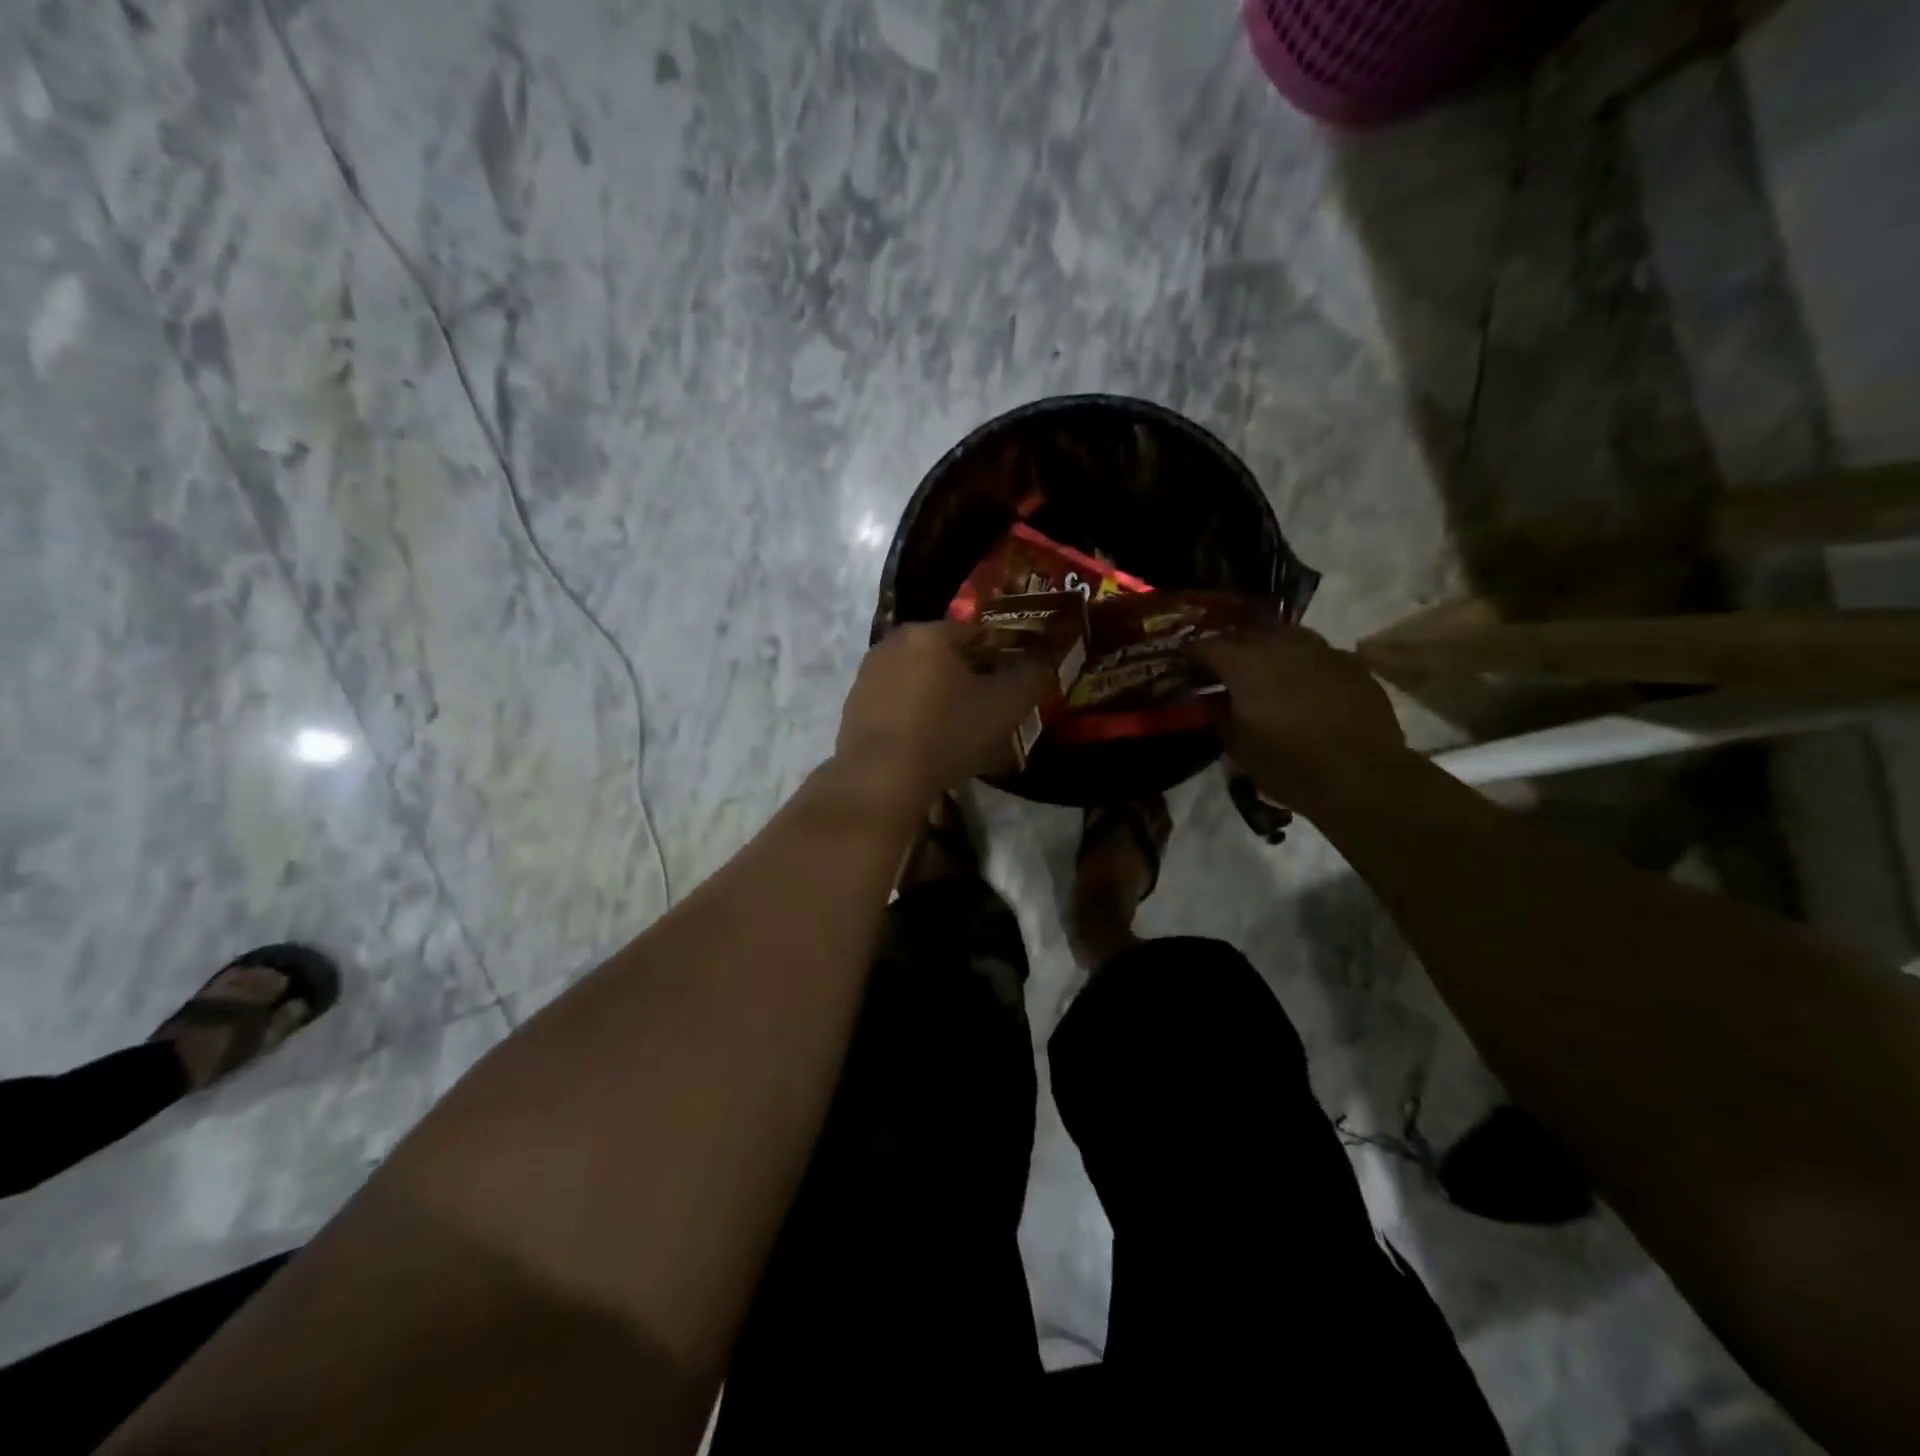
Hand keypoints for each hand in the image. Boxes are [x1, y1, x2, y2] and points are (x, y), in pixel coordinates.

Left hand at [835, 621, 1052, 809]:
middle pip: (945, 655)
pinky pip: (897, 703)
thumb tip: (1043, 661)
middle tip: (989, 711)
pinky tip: (927, 743)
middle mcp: (893, 643)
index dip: (1002, 657)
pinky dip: (914, 715)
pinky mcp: (853, 706)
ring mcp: (868, 674)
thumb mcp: (1005, 706)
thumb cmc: (947, 733)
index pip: (978, 633)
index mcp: (930, 632)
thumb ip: (1031, 677)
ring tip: (959, 731)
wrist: (880, 778)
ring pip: (919, 679)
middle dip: (970, 678)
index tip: (1014, 686)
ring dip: (940, 697)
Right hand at [1190, 625, 1407, 803]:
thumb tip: (1211, 701)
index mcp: (1244, 664)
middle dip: (1230, 647)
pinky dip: (1304, 663)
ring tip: (1265, 669)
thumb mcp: (1237, 747)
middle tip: (1223, 668)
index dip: (1192, 655)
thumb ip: (1218, 716)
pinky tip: (1305, 683)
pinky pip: (1319, 653)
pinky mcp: (1352, 664)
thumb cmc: (1288, 765)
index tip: (1186, 668)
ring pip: (1286, 635)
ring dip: (1269, 648)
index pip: (1206, 645)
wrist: (1361, 775)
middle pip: (1246, 633)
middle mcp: (1281, 646)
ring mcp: (1322, 650)